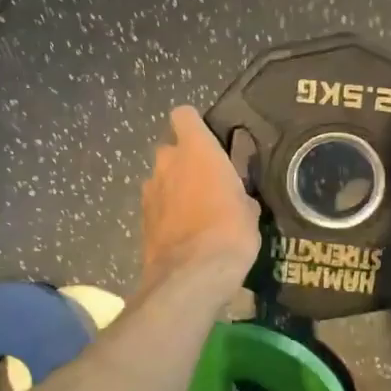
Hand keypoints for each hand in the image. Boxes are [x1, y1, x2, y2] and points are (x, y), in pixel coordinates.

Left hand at [140, 107, 261, 296]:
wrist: (192, 275)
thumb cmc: (230, 230)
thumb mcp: (249, 207)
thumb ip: (237, 189)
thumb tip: (236, 194)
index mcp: (195, 149)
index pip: (184, 115)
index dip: (195, 125)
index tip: (210, 141)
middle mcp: (166, 162)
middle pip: (171, 149)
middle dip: (185, 162)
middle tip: (208, 182)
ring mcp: (149, 191)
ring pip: (162, 179)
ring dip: (175, 188)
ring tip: (197, 212)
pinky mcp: (141, 219)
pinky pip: (157, 205)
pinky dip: (167, 213)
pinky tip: (185, 233)